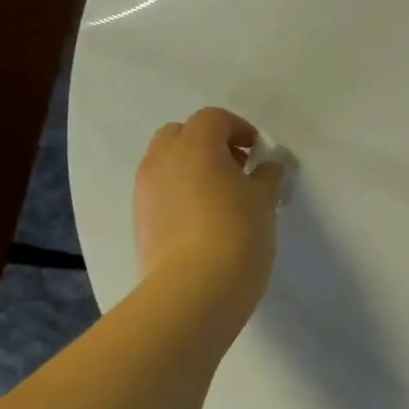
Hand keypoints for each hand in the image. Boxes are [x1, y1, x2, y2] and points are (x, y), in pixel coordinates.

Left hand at [134, 108, 284, 324]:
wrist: (193, 289)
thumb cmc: (238, 233)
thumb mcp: (264, 202)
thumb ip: (266, 177)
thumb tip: (267, 167)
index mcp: (196, 145)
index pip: (213, 119)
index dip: (238, 129)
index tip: (257, 151)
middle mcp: (163, 160)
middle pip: (180, 134)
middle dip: (207, 143)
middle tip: (235, 168)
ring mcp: (146, 190)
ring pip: (165, 162)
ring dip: (190, 167)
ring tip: (219, 196)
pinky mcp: (140, 219)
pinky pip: (159, 191)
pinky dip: (178, 192)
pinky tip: (202, 219)